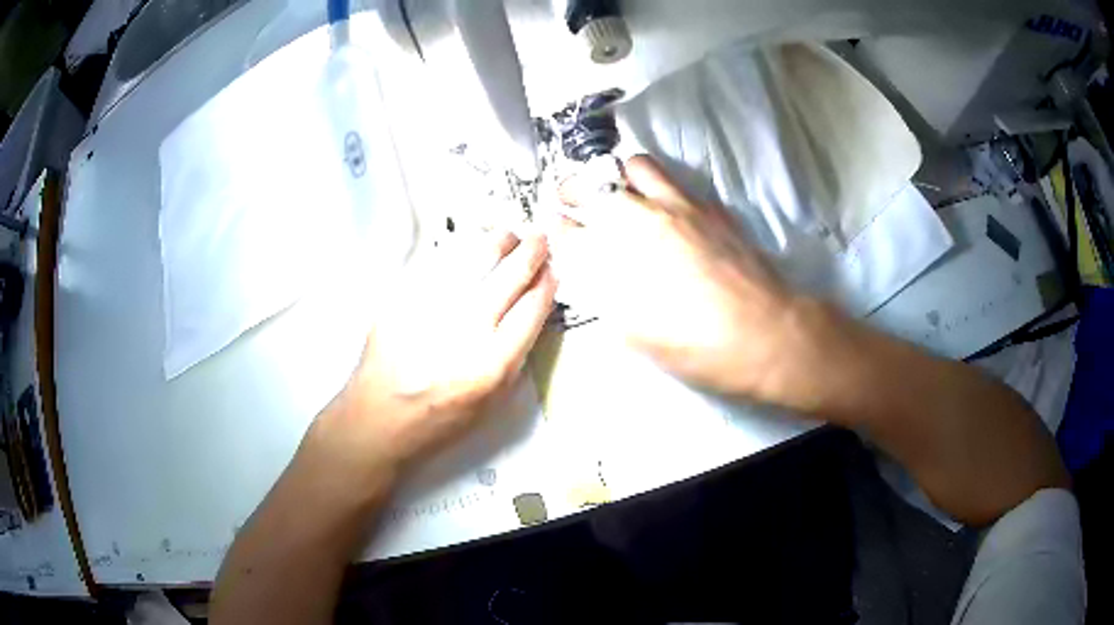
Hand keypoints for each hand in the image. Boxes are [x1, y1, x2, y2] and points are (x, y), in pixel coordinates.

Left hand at [305, 231, 555, 482]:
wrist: (378, 417)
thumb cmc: (438, 418)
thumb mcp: (491, 403)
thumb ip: (515, 356)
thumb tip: (531, 309)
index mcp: (491, 364)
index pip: (532, 309)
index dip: (547, 284)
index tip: (553, 272)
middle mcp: (463, 330)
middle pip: (508, 276)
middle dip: (530, 252)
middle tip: (539, 239)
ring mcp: (430, 308)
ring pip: (474, 259)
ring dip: (497, 242)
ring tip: (508, 236)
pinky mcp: (402, 297)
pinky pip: (439, 262)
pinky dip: (460, 251)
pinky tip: (469, 248)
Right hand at [550, 155, 811, 402]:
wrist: (764, 333)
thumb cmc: (698, 347)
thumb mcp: (638, 336)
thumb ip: (607, 297)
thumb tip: (592, 273)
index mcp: (616, 258)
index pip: (568, 230)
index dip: (557, 227)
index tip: (556, 226)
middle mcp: (640, 220)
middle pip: (591, 185)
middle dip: (571, 190)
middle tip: (570, 199)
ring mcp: (677, 206)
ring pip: (634, 165)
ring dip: (617, 175)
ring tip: (619, 191)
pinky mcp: (707, 206)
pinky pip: (672, 179)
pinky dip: (654, 184)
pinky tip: (661, 205)